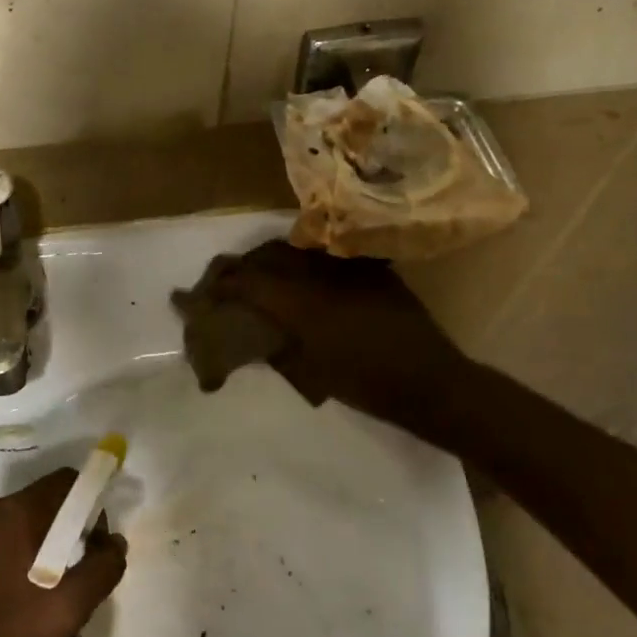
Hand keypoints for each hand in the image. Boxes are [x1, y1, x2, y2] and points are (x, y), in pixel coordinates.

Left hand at [0, 470, 126, 636]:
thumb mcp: (67, 609)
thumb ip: (102, 568)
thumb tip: (116, 542)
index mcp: (15, 511)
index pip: (67, 481)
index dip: (92, 504)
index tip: (97, 543)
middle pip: (46, 501)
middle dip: (70, 529)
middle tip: (78, 575)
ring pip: (24, 522)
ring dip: (46, 545)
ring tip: (51, 593)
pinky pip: (2, 539)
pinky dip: (22, 556)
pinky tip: (21, 599)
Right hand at [193, 239, 474, 425]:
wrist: (431, 381)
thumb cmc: (367, 386)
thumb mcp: (311, 372)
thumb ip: (279, 348)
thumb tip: (257, 339)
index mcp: (302, 304)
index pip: (249, 281)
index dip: (223, 284)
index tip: (205, 293)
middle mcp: (320, 276)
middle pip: (268, 256)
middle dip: (241, 266)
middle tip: (226, 280)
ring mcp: (347, 268)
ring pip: (297, 250)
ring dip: (270, 260)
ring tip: (258, 275)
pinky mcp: (369, 269)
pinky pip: (325, 257)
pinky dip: (303, 263)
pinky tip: (302, 277)